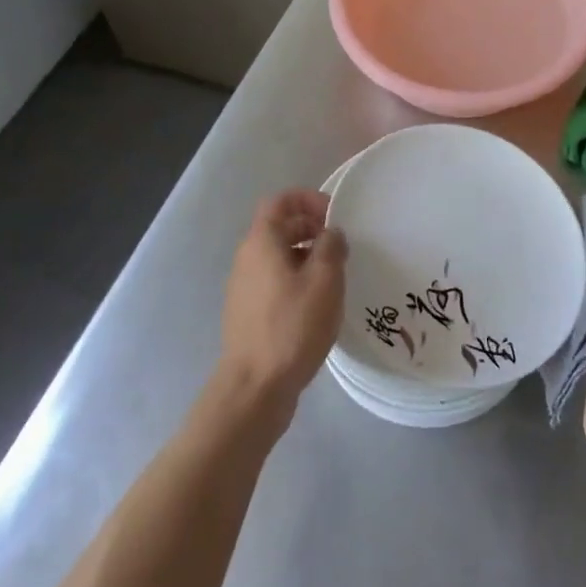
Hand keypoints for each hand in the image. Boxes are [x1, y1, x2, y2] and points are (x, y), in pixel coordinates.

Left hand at [216, 189, 346, 419]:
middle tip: (341, 245)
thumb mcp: (324, 281)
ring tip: (334, 275)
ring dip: (306, 255)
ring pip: (278, 256)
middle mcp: (247, 258)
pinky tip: (317, 303)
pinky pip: (274, 280)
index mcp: (261, 242)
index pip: (280, 201)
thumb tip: (331, 233)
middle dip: (311, 227)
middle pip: (279, 227)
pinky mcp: (248, 312)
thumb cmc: (292, 326)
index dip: (308, 199)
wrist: (255, 387)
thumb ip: (331, 247)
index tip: (335, 215)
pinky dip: (296, 278)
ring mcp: (244, 287)